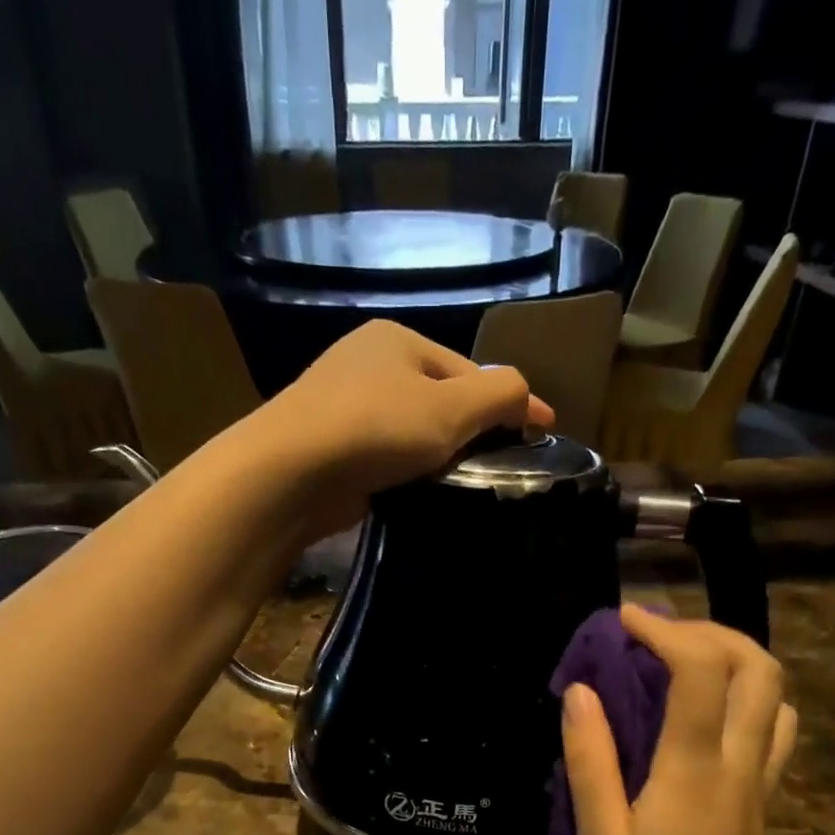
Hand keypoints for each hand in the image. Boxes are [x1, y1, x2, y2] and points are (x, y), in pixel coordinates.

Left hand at [255, 321, 554, 537]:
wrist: (290, 473)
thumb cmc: (376, 428)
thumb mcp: (451, 407)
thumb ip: (499, 395)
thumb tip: (527, 397)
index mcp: (397, 340)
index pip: (468, 371)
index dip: (509, 402)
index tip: (544, 432)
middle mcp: (368, 364)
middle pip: (440, 400)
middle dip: (471, 431)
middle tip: (501, 467)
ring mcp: (343, 406)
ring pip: (412, 432)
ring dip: (440, 457)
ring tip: (465, 486)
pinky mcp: (330, 449)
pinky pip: (386, 457)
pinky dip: (408, 473)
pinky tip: (421, 494)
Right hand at [562, 605, 798, 834]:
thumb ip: (590, 760)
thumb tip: (580, 692)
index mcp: (693, 771)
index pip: (700, 671)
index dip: (665, 630)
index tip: (624, 620)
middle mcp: (739, 766)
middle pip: (758, 668)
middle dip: (711, 631)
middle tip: (658, 634)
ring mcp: (759, 787)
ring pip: (775, 698)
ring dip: (735, 662)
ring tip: (682, 664)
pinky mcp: (762, 806)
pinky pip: (772, 734)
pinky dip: (746, 700)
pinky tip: (704, 717)